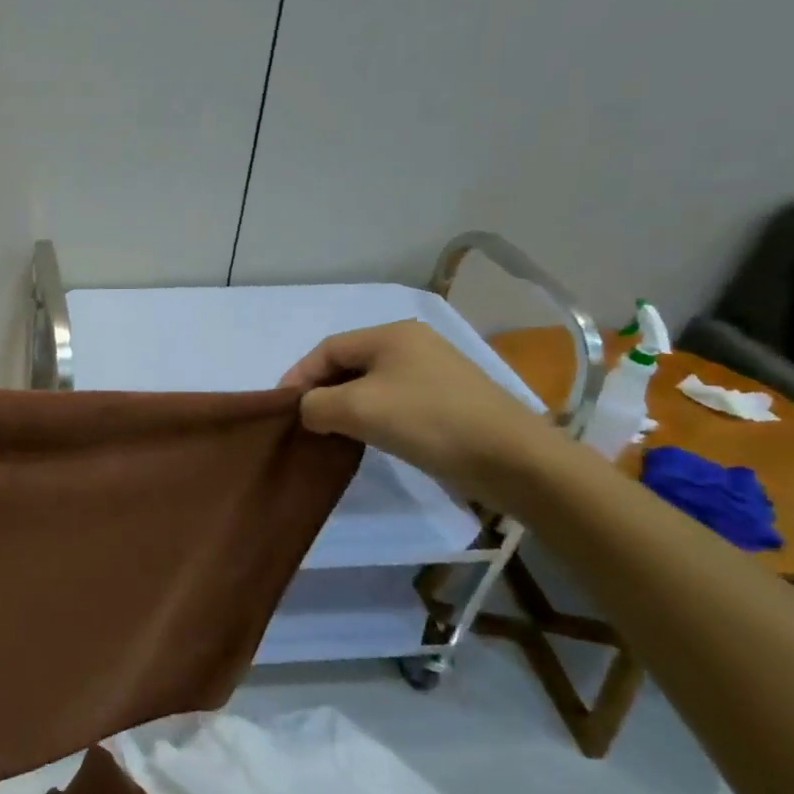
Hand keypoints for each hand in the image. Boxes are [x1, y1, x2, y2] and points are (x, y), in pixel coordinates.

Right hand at [279, 320, 561, 506]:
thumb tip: (309, 411)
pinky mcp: (448, 400)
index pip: (327, 349)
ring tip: (331, 433)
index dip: (299, 376)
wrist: (510, 459)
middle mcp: (413, 344)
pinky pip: (394, 400)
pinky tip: (369, 438)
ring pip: (371, 384)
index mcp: (391, 334)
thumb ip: (315, 404)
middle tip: (304, 422)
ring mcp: (434, 372)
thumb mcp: (356, 409)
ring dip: (346, 406)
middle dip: (321, 391)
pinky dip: (373, 416)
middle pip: (349, 364)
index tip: (283, 408)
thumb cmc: (427, 421)